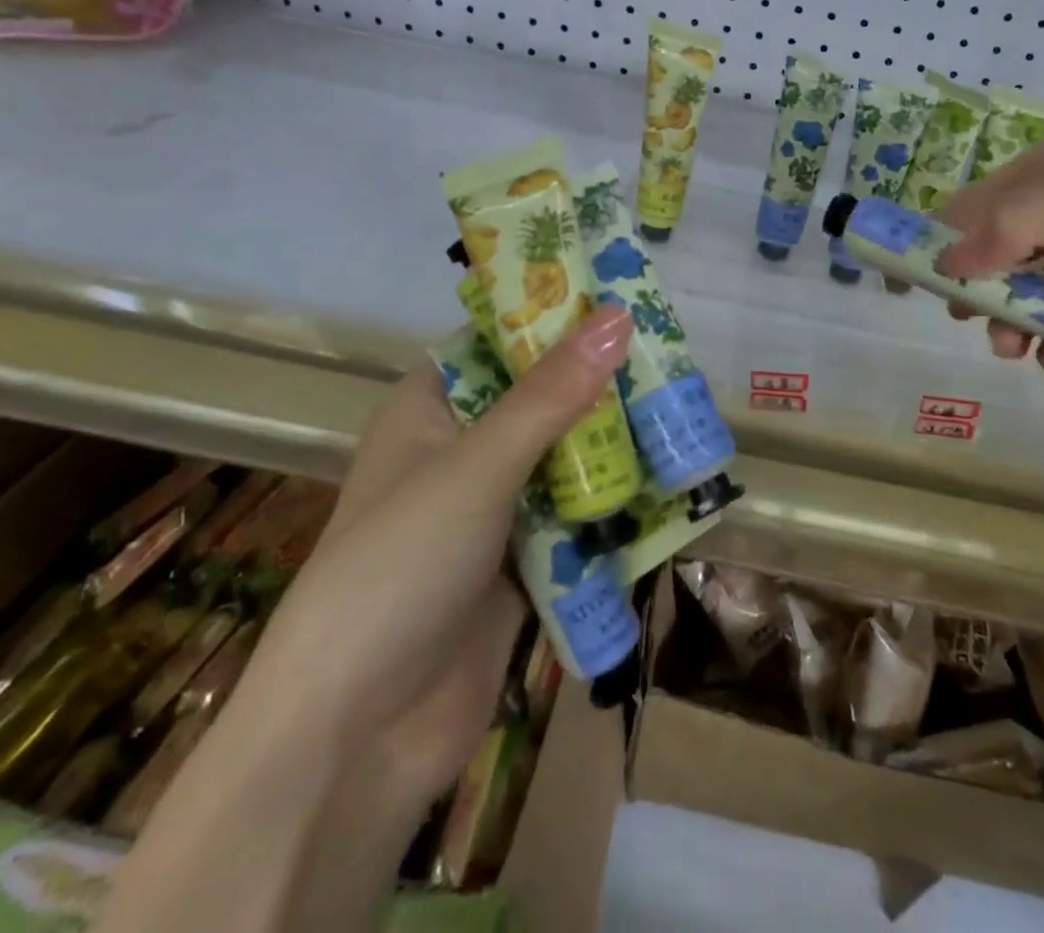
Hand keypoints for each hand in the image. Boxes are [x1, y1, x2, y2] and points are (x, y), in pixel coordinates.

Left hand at [241, 301, 633, 792]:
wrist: (356, 739)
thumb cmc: (399, 570)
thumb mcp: (477, 467)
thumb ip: (551, 396)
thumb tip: (618, 317)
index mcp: (431, 410)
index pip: (501, 341)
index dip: (559, 318)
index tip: (625, 303)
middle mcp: (462, 451)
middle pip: (544, 400)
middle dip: (603, 388)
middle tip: (674, 363)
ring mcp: (494, 511)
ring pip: (567, 460)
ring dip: (617, 449)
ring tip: (686, 417)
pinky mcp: (522, 564)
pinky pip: (577, 519)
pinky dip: (615, 507)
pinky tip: (673, 489)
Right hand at [933, 112, 1043, 376]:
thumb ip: (1018, 225)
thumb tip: (946, 263)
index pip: (973, 207)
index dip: (935, 241)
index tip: (904, 281)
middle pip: (998, 259)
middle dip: (978, 291)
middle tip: (970, 320)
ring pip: (1036, 301)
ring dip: (1018, 324)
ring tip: (1020, 348)